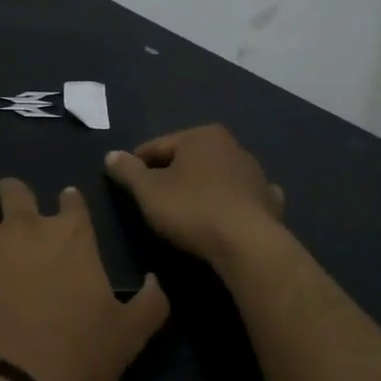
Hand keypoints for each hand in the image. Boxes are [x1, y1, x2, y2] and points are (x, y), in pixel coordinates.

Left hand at [0, 180, 169, 380]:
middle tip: (13, 209)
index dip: (68, 202)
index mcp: (70, 235)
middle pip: (15, 191)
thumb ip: (150, 302)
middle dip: (15, 195)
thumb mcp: (130, 336)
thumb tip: (155, 279)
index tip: (65, 206)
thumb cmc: (76, 359)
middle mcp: (25, 227)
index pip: (71, 201)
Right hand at [104, 125, 285, 264]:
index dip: (136, 165)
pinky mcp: (269, 200)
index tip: (125, 185)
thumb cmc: (192, 210)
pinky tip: (226, 215)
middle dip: (170, 175)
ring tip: (185, 212)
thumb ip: (128, 171)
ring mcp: (254, 173)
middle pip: (188, 159)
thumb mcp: (148, 191)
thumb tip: (111, 155)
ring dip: (200, 187)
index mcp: (201, 136)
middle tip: (153, 201)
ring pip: (215, 176)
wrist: (248, 244)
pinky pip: (242, 197)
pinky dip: (231, 202)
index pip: (156, 147)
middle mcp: (231, 146)